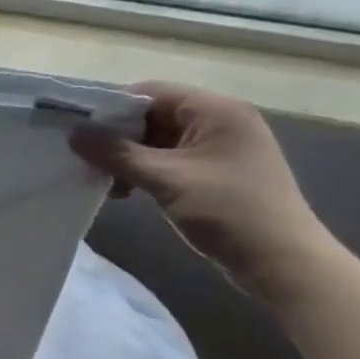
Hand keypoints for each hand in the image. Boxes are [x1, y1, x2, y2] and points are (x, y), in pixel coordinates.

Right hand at [71, 82, 337, 298]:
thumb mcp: (165, 179)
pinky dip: (147, 170)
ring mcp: (221, 147)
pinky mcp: (218, 171)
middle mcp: (220, 120)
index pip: (150, 92)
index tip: (79, 128)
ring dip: (129, 157)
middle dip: (118, 136)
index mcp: (215, 110)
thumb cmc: (228, 212)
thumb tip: (74, 133)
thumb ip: (116, 153)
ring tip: (106, 180)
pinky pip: (172, 159)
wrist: (285, 266)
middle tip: (86, 157)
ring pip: (159, 139)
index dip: (111, 107)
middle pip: (153, 115)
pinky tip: (126, 190)